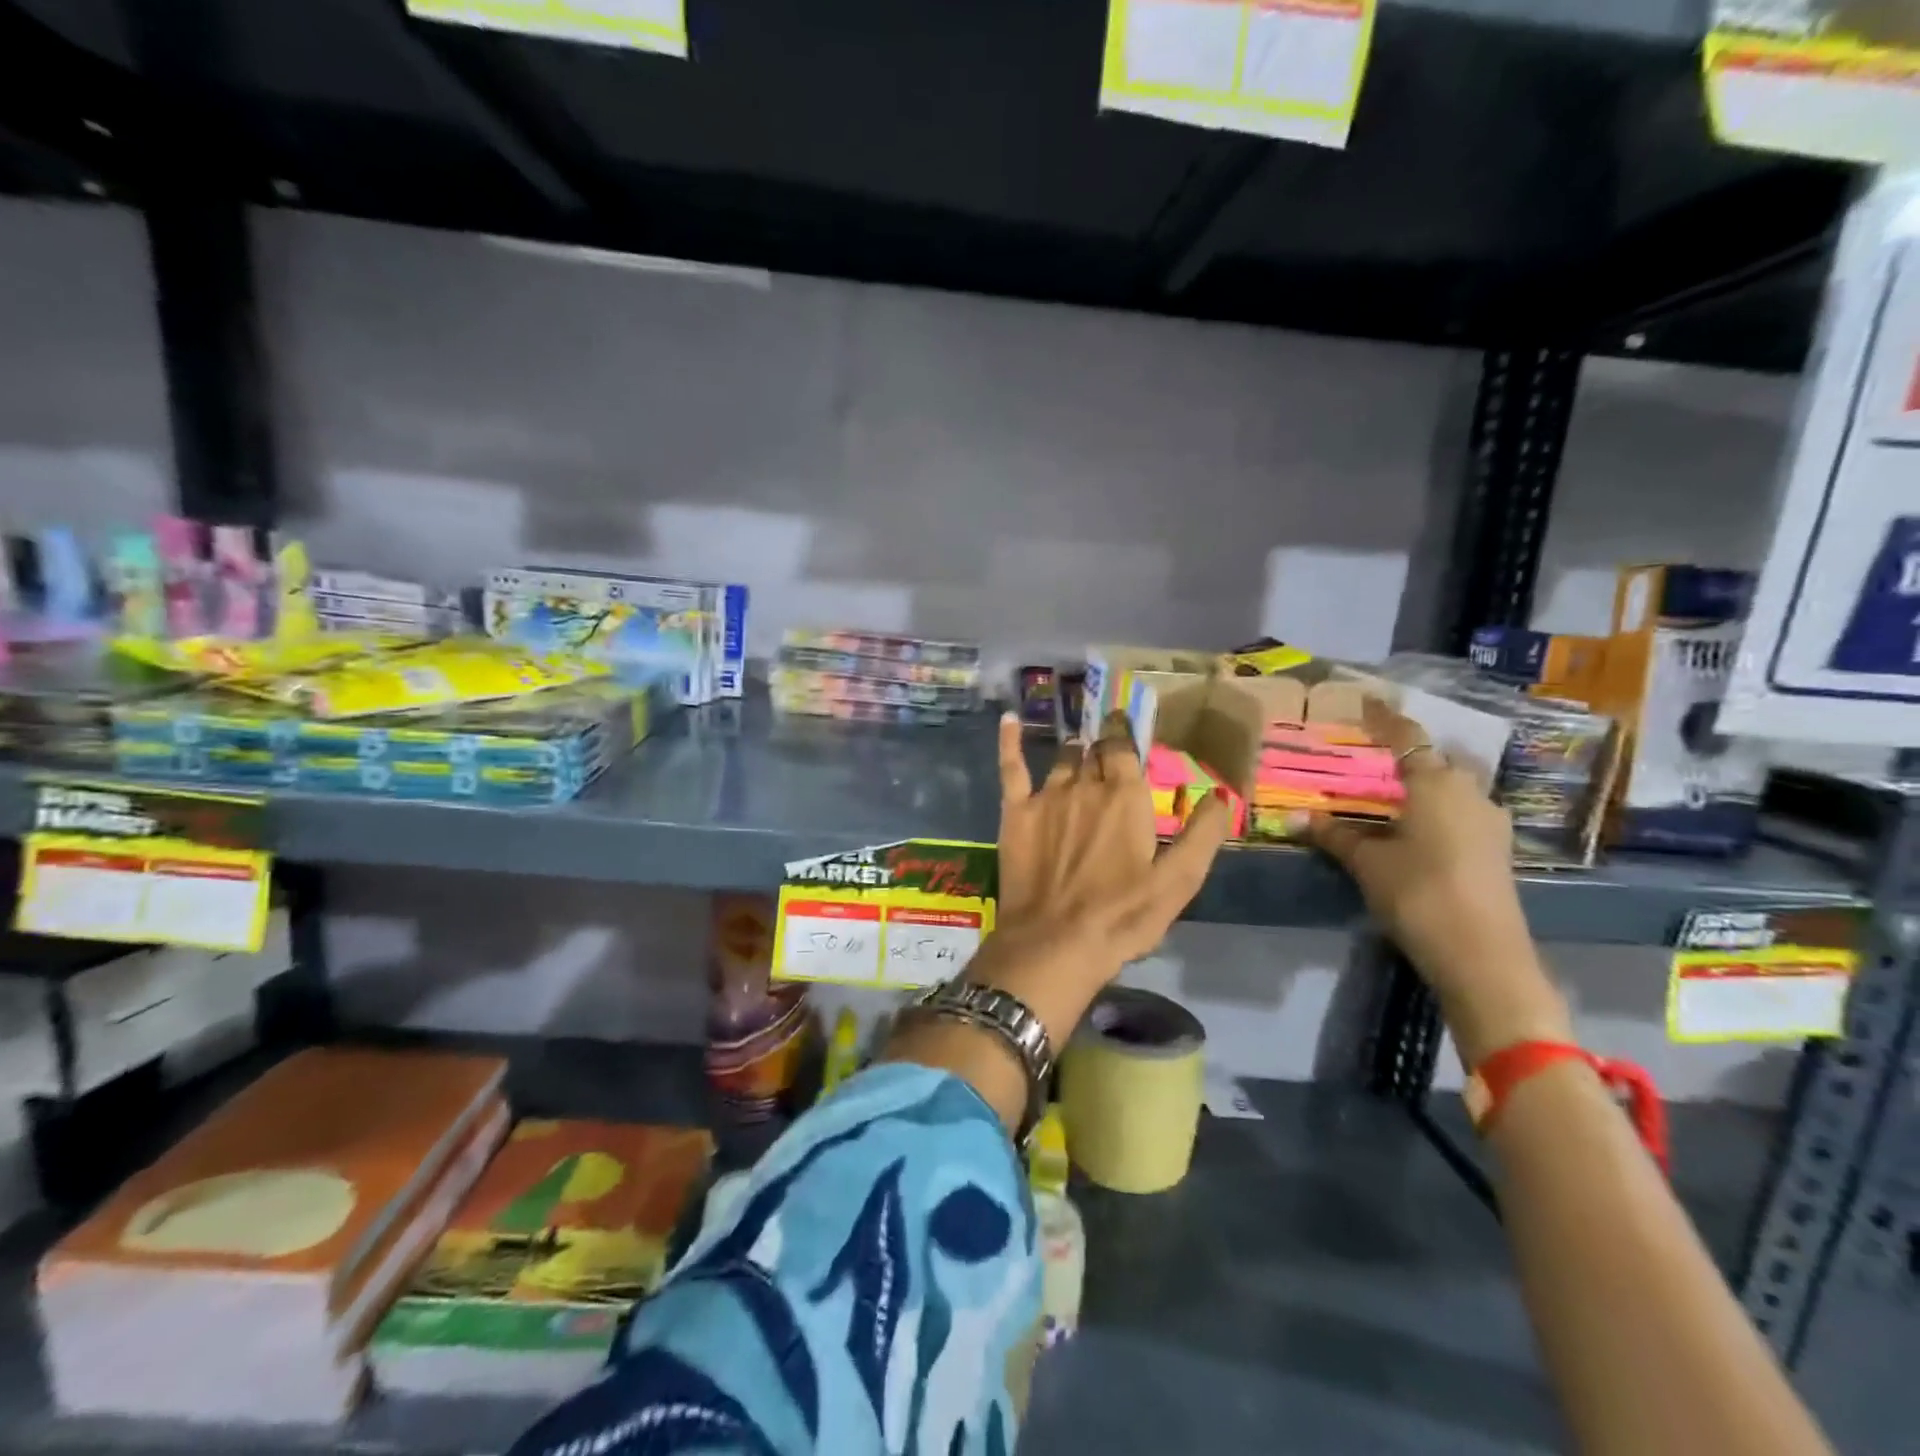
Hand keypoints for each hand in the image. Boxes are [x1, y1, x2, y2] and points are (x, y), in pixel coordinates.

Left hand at [984, 710, 1232, 1006]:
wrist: (1054, 942)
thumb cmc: (1122, 916)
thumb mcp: (1178, 881)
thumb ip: (1202, 834)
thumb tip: (1223, 792)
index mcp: (1125, 796)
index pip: (1124, 748)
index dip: (1125, 736)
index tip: (1127, 730)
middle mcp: (1085, 785)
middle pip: (1094, 752)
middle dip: (1102, 748)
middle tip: (1108, 752)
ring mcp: (1046, 796)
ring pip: (1062, 760)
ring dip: (1073, 753)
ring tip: (1079, 750)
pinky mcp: (1015, 812)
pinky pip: (1011, 767)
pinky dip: (1010, 740)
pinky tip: (1010, 718)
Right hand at [1308, 697, 1569, 1064]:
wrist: (1482, 954)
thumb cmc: (1418, 892)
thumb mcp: (1367, 862)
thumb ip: (1333, 834)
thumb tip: (1292, 817)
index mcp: (1436, 783)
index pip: (1407, 737)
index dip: (1385, 718)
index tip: (1367, 702)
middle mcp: (1470, 792)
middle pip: (1436, 760)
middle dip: (1407, 755)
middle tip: (1372, 759)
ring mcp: (1490, 821)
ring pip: (1453, 788)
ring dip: (1425, 786)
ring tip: (1391, 795)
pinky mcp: (1497, 849)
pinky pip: (1462, 812)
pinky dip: (1437, 810)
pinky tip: (1415, 829)